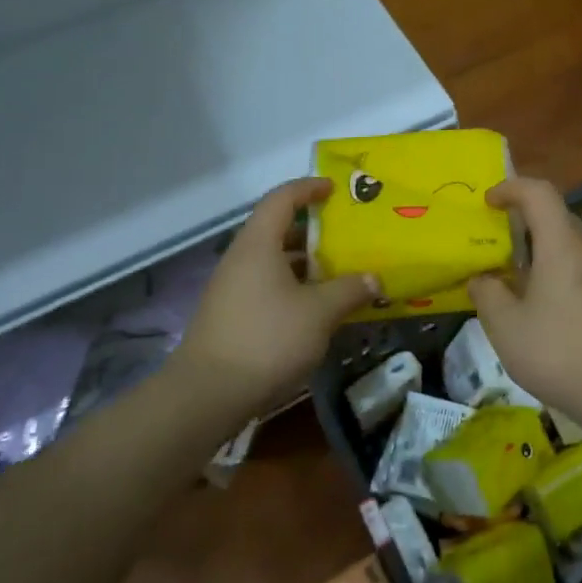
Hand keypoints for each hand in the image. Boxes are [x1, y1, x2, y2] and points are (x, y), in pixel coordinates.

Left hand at [172, 178, 379, 415]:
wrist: (207, 394)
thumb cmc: (267, 339)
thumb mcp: (319, 313)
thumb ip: (349, 290)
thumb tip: (374, 279)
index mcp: (258, 244)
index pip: (281, 199)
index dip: (308, 188)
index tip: (334, 189)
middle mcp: (241, 259)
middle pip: (277, 230)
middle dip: (312, 230)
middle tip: (345, 236)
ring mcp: (232, 289)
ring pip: (273, 262)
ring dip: (305, 264)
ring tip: (338, 273)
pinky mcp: (231, 316)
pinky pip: (267, 287)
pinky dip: (293, 287)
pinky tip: (316, 309)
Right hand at [467, 176, 581, 423]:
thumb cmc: (561, 353)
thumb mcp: (507, 328)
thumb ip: (488, 295)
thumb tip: (482, 278)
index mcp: (562, 245)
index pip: (539, 192)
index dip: (511, 188)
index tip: (488, 202)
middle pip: (556, 216)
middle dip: (524, 219)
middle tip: (497, 241)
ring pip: (571, 244)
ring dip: (542, 249)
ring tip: (516, 278)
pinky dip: (558, 271)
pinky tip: (545, 307)